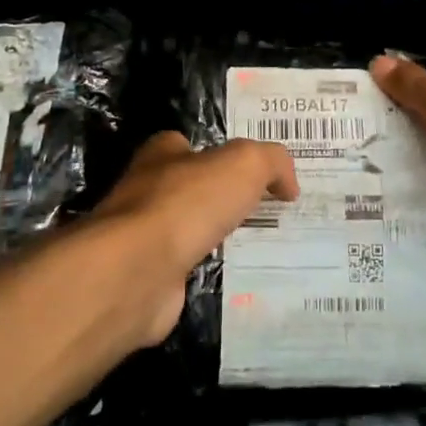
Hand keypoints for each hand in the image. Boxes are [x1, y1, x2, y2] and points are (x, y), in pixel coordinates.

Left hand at [93, 132, 297, 345]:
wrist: (137, 272)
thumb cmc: (187, 203)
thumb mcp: (244, 164)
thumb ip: (271, 162)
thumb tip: (288, 184)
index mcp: (162, 155)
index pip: (187, 145)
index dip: (217, 154)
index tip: (251, 173)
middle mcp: (145, 191)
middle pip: (188, 189)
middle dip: (219, 199)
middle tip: (264, 211)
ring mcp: (142, 238)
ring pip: (187, 232)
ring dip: (213, 238)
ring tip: (258, 247)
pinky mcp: (147, 279)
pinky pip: (186, 271)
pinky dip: (206, 274)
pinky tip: (235, 281)